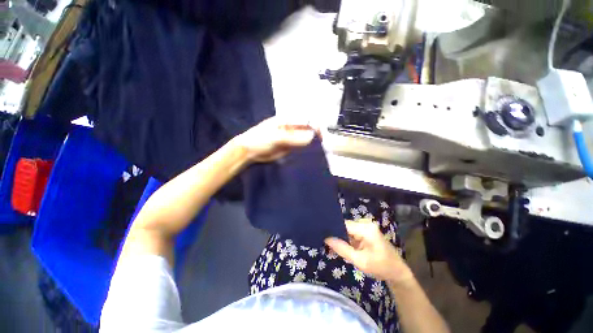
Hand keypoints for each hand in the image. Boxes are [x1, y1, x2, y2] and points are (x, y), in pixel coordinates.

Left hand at [232, 116, 317, 162]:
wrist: (250, 151)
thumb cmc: (260, 139)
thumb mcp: (276, 137)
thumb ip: (294, 138)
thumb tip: (311, 137)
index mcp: (287, 120)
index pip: (305, 119)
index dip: (315, 124)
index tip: (323, 132)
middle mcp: (291, 127)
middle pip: (307, 128)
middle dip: (317, 132)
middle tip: (326, 140)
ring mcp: (291, 137)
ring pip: (306, 137)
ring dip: (313, 141)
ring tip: (323, 145)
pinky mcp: (290, 147)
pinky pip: (301, 145)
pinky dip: (307, 147)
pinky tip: (313, 149)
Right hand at [325, 219, 413, 284]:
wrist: (397, 272)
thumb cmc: (381, 267)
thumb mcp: (360, 261)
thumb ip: (342, 249)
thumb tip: (326, 238)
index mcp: (366, 228)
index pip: (344, 224)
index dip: (333, 229)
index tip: (322, 235)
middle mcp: (365, 223)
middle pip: (345, 226)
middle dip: (336, 235)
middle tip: (325, 242)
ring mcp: (366, 227)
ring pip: (347, 230)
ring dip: (341, 238)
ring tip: (330, 245)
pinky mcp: (366, 231)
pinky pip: (352, 233)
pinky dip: (346, 240)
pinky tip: (341, 246)